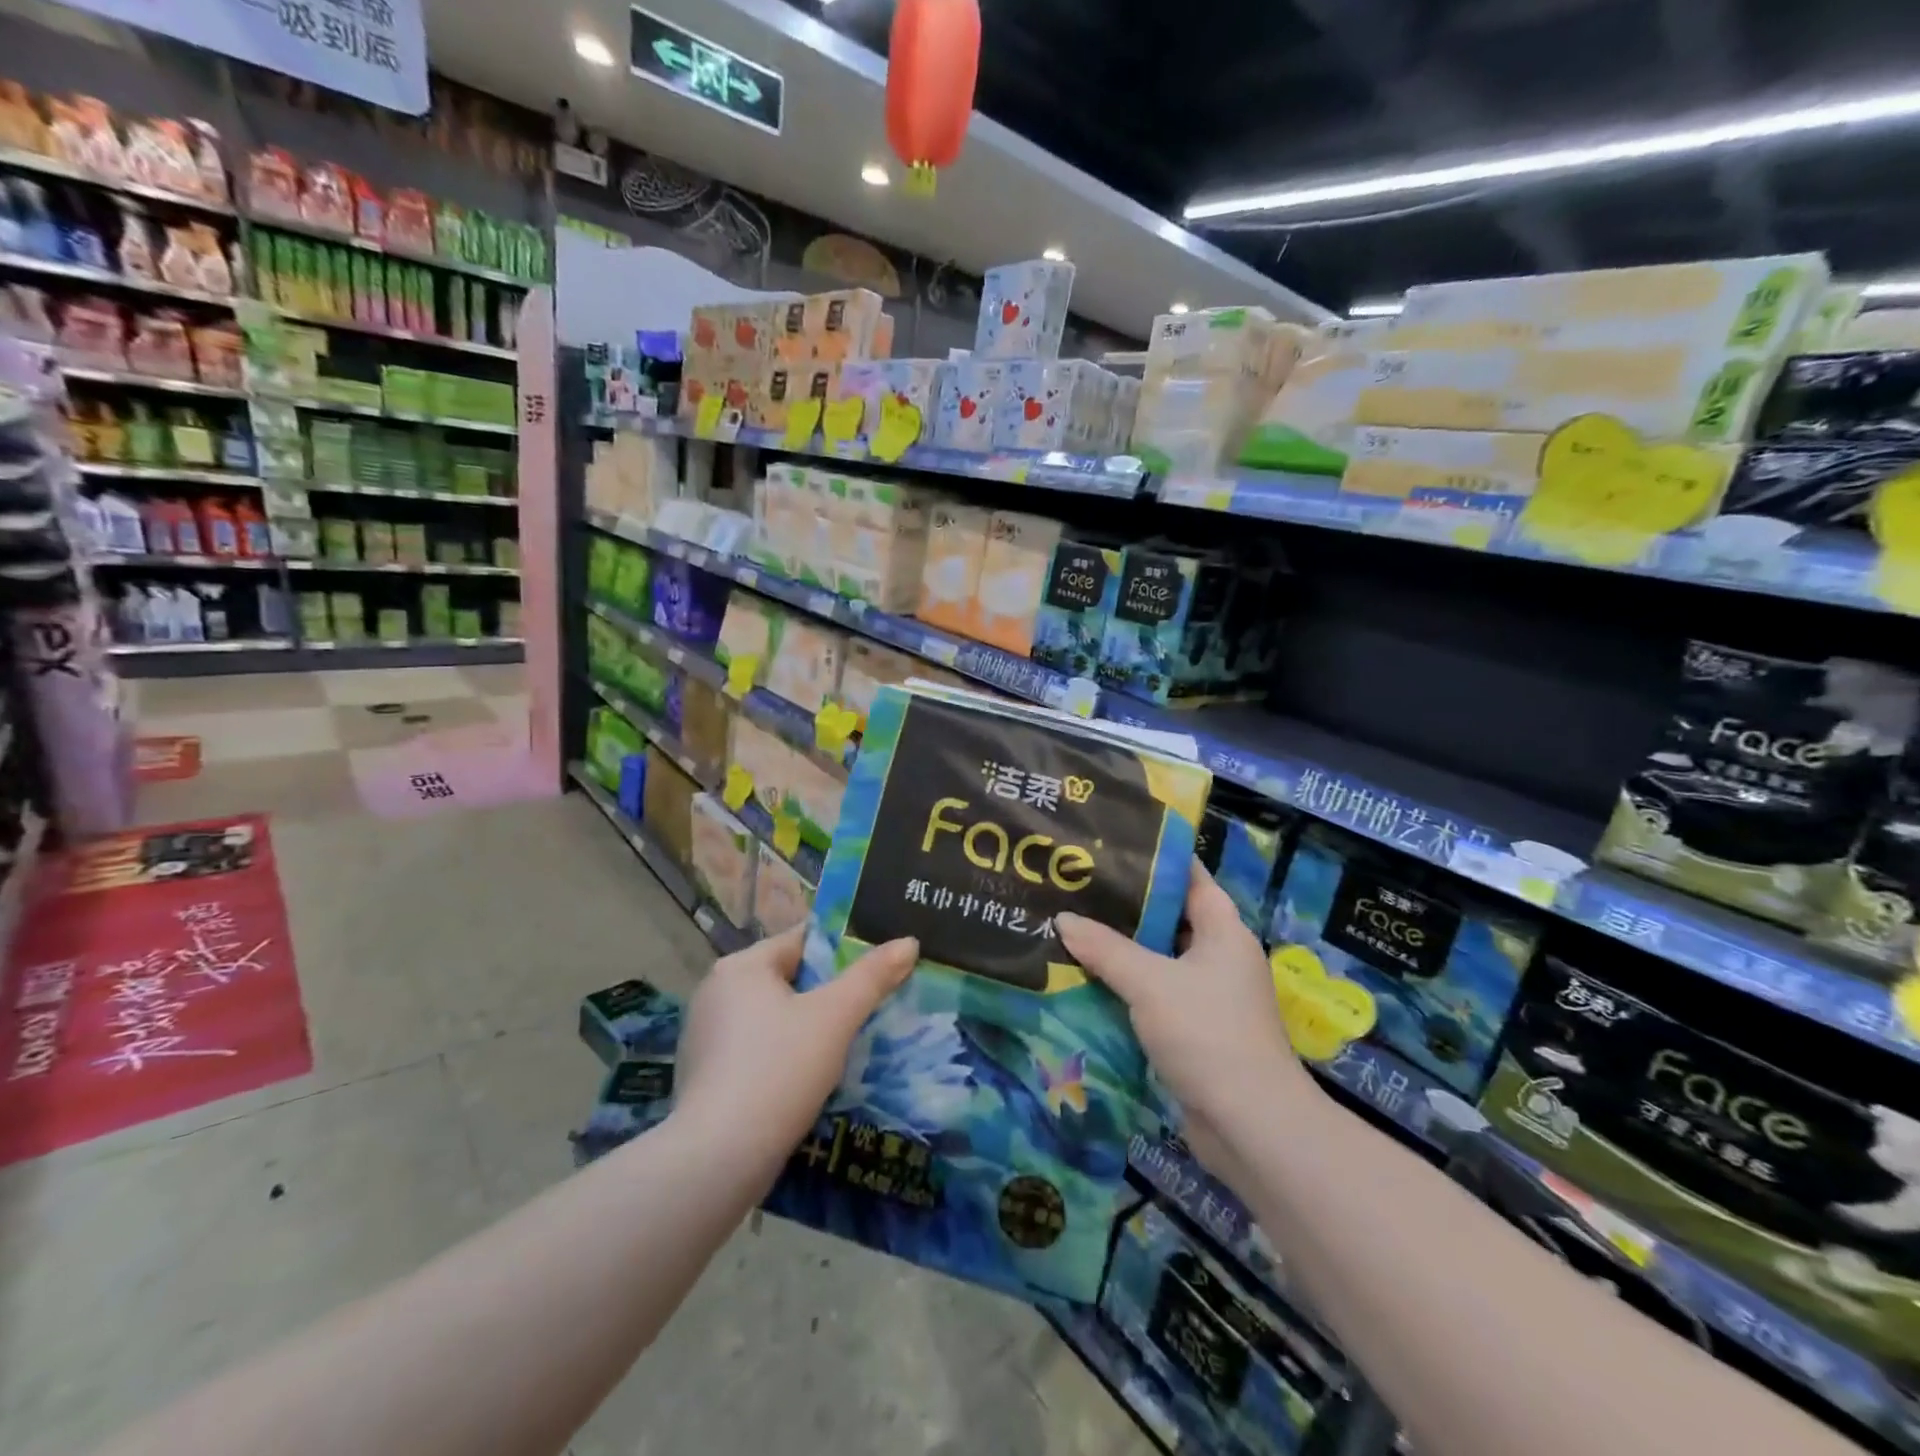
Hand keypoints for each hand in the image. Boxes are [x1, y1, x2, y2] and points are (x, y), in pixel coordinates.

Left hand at [672, 925, 918, 1167]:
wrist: (716, 1161)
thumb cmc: (778, 1070)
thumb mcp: (835, 1017)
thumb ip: (872, 976)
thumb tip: (908, 942)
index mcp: (741, 966)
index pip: (801, 941)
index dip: (842, 950)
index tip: (876, 968)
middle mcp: (715, 992)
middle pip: (787, 979)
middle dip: (826, 994)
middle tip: (867, 1010)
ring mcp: (704, 1037)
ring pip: (772, 1018)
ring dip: (805, 1028)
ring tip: (844, 1047)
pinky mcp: (703, 1077)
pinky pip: (755, 1051)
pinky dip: (781, 1058)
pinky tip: (806, 1081)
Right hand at [1058, 864, 1318, 1181]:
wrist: (1249, 1124)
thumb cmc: (1206, 1033)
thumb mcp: (1149, 982)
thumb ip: (1104, 948)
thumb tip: (1063, 919)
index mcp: (1223, 930)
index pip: (1188, 876)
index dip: (1153, 857)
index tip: (1109, 844)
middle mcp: (1220, 955)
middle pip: (1169, 916)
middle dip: (1126, 905)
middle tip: (1077, 886)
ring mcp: (1209, 995)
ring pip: (1159, 958)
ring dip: (1122, 948)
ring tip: (1072, 926)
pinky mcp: (1195, 1029)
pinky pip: (1156, 993)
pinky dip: (1127, 985)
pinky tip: (1087, 979)